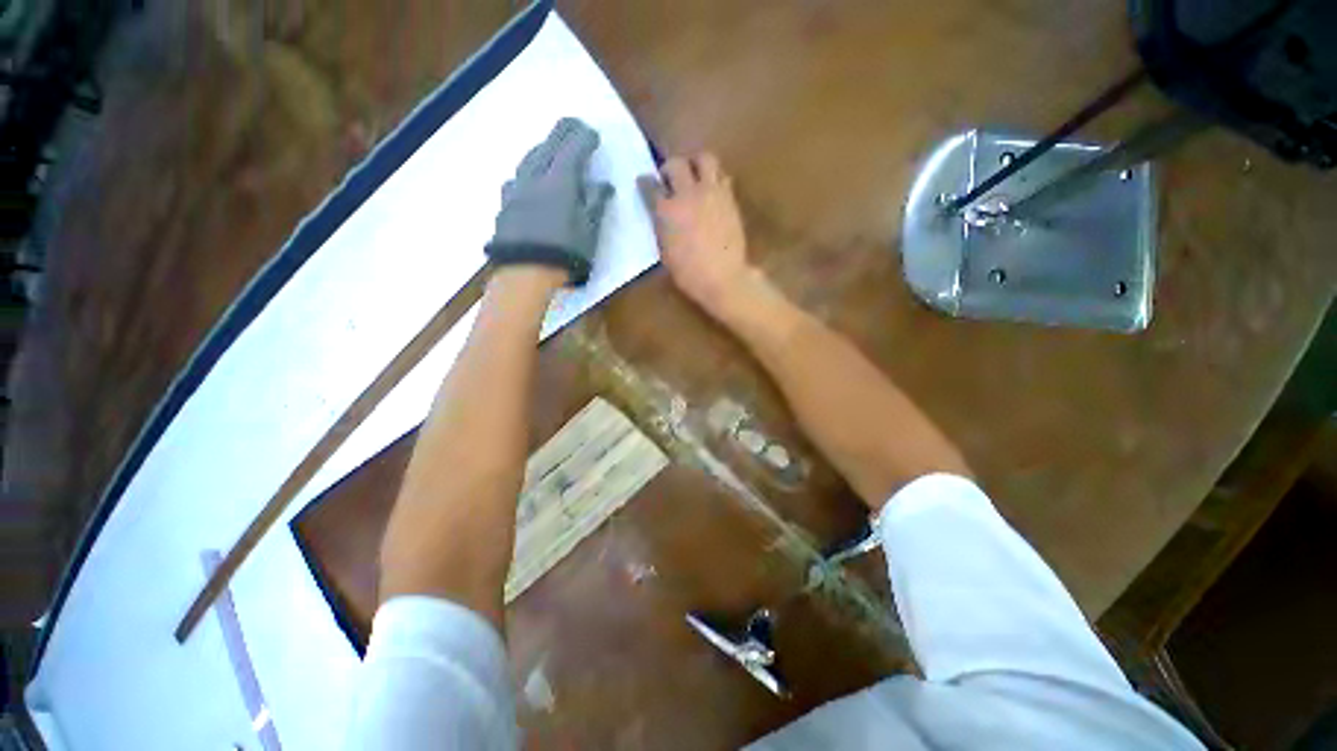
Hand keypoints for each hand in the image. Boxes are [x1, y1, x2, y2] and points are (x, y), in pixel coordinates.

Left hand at [487, 118, 613, 285]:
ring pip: (529, 157)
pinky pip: (517, 176)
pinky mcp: (505, 204)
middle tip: (573, 125)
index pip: (573, 148)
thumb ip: (596, 204)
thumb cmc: (565, 254)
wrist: (525, 273)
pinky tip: (529, 175)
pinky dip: (528, 168)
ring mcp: (517, 189)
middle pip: (549, 145)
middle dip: (563, 132)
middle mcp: (535, 177)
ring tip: (552, 145)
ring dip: (543, 146)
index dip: (584, 138)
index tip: (593, 133)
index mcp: (560, 182)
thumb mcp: (589, 231)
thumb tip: (603, 183)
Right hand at [642, 153, 752, 319]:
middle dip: (669, 168)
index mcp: (666, 211)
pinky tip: (711, 191)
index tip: (645, 183)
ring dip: (696, 164)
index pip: (650, 187)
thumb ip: (661, 228)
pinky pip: (722, 176)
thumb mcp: (665, 253)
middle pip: (676, 164)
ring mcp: (711, 193)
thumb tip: (661, 216)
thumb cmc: (689, 274)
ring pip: (704, 159)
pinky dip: (714, 179)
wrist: (724, 277)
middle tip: (670, 179)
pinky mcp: (729, 198)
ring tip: (694, 176)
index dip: (645, 183)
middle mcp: (687, 195)